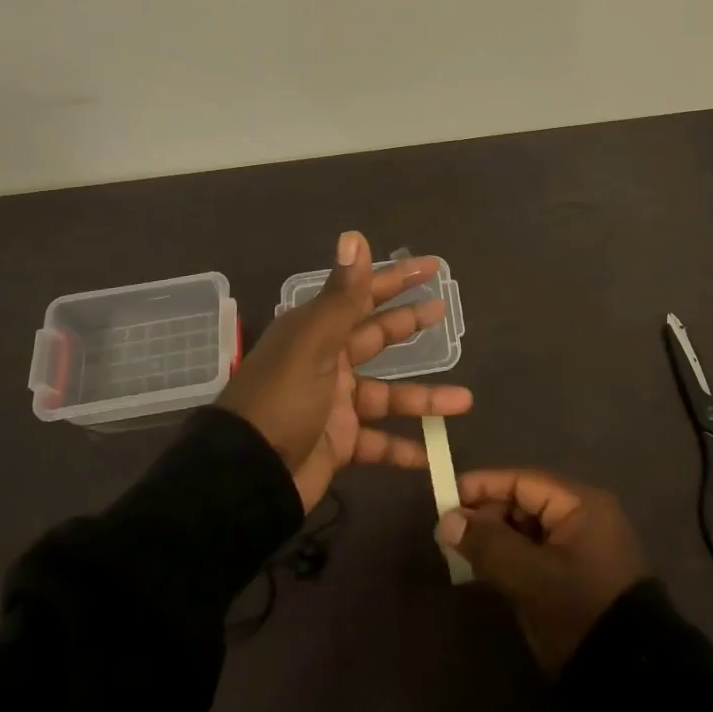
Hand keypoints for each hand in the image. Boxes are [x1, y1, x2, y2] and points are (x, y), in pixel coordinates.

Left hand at [221, 231, 471, 510]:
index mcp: (316, 332)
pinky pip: (379, 443)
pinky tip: (433, 456)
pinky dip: (404, 450)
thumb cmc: (282, 400)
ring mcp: (334, 405)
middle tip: (445, 311)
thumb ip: (343, 295)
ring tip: (465, 400)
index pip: (362, 296)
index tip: (430, 267)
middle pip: (376, 337)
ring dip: (424, 399)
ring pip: (388, 396)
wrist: (247, 476)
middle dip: (410, 323)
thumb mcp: (314, 343)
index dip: (395, 280)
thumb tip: (354, 235)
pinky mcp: (339, 443)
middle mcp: (326, 362)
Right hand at [436, 468, 648, 672]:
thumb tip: (446, 519)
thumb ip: (488, 544)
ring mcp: (582, 546)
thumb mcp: (530, 578)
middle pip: (525, 502)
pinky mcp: (577, 574)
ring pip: (528, 529)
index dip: (483, 486)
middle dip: (487, 515)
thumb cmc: (579, 612)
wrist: (629, 678)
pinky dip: (510, 557)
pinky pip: (536, 552)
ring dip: (495, 538)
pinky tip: (483, 571)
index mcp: (580, 504)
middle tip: (450, 533)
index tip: (445, 497)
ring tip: (460, 553)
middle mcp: (584, 516)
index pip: (523, 480)